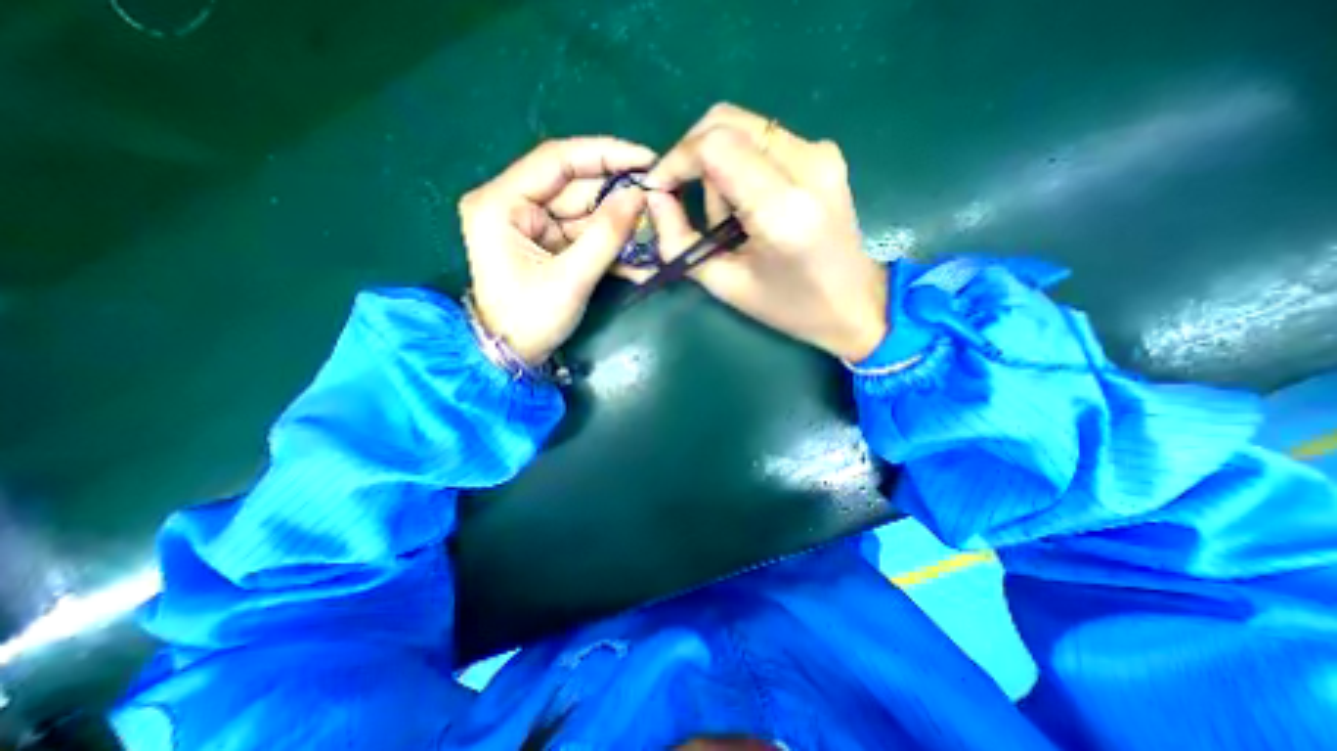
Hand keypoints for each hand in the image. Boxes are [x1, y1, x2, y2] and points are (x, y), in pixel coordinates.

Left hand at [459, 138, 653, 367]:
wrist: (511, 356)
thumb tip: (639, 197)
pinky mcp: (547, 244)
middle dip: (618, 196)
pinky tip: (639, 254)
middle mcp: (513, 205)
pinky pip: (584, 235)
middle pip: (575, 187)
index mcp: (501, 203)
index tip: (646, 159)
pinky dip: (610, 244)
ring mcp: (532, 225)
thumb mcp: (571, 279)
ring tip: (656, 229)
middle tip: (659, 200)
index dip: (605, 155)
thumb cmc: (530, 320)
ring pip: (585, 213)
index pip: (557, 160)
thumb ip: (606, 235)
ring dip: (620, 225)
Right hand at [645, 104, 886, 360]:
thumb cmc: (789, 306)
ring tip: (728, 220)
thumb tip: (654, 197)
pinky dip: (740, 164)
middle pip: (726, 121)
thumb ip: (680, 240)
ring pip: (742, 128)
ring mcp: (821, 152)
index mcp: (784, 209)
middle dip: (692, 156)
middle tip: (684, 199)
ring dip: (718, 167)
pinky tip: (747, 206)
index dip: (677, 160)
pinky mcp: (823, 152)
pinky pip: (762, 138)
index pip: (716, 147)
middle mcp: (808, 164)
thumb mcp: (725, 284)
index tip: (659, 188)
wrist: (854, 303)